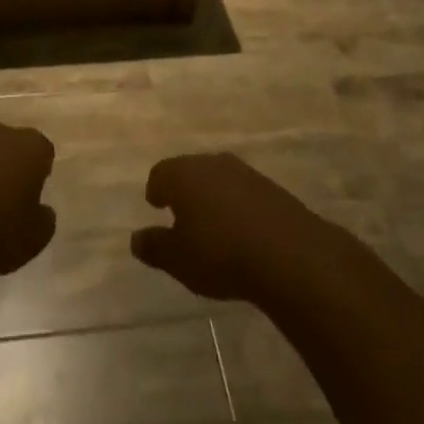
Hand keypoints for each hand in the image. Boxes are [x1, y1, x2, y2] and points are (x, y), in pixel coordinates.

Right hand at [130, 152, 332, 301]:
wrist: (288, 254)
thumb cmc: (220, 253)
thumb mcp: (178, 259)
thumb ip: (154, 247)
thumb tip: (135, 239)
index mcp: (183, 174)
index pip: (160, 173)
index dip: (156, 190)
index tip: (156, 205)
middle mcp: (211, 163)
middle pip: (189, 170)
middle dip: (183, 190)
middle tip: (181, 214)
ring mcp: (244, 172)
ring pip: (217, 178)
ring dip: (211, 196)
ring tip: (212, 224)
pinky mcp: (270, 187)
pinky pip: (243, 191)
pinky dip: (236, 205)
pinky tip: (241, 230)